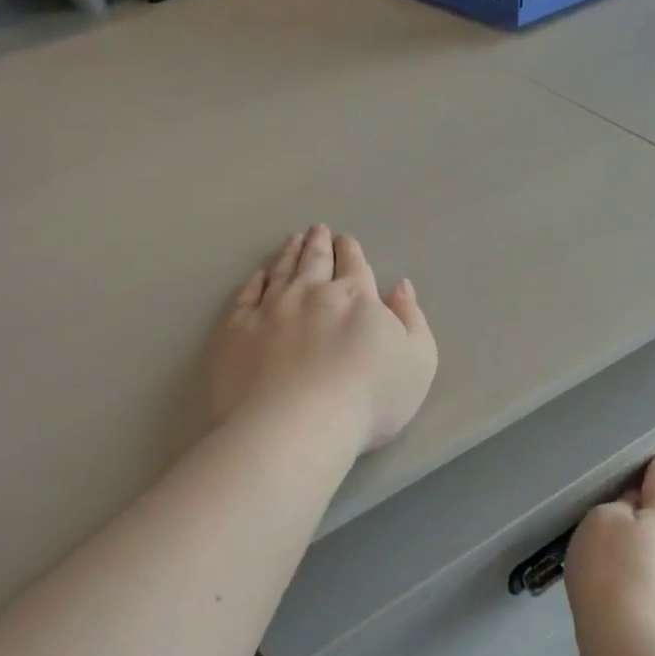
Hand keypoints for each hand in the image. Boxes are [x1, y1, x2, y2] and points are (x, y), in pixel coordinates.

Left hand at [208, 225, 437, 454]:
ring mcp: (270, 309)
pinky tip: (258, 276)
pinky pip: (246, 296)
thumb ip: (412, 319)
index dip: (350, 251)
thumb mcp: (418, 361)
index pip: (354, 265)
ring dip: (288, 253)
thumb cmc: (369, 399)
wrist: (299, 425)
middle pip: (315, 261)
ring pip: (280, 271)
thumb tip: (400, 286)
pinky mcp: (237, 331)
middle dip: (319, 244)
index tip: (345, 240)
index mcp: (356, 297)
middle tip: (317, 230)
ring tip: (292, 240)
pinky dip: (254, 282)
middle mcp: (311, 293)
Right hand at [564, 451, 654, 655]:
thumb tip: (636, 507)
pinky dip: (643, 565)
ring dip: (645, 538)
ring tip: (613, 548)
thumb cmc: (612, 568)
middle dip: (647, 506)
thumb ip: (620, 504)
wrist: (628, 643)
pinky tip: (621, 578)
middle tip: (613, 510)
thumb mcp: (602, 519)